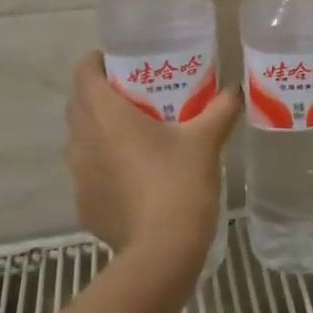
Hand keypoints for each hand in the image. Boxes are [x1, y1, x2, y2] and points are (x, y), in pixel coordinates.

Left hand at [65, 51, 240, 266]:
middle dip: (99, 92)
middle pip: (78, 103)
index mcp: (107, 116)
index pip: (83, 73)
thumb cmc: (179, 184)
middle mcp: (83, 141)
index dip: (97, 61)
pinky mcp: (84, 204)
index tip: (121, 61)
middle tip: (135, 92)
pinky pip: (87, 171)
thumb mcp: (206, 141)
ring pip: (80, 138)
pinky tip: (132, 175)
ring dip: (98, 129)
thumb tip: (234, 89)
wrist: (162, 251)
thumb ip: (221, 109)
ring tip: (134, 131)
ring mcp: (79, 175)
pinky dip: (103, 164)